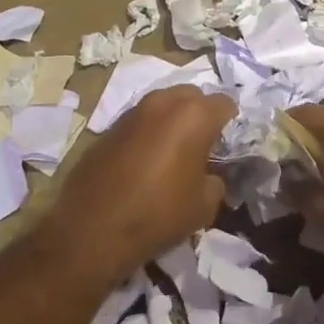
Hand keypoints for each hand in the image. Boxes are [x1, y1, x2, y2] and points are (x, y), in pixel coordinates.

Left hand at [47, 87, 234, 282]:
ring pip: (163, 104)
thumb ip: (215, 180)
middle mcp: (163, 103)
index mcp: (193, 115)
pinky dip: (149, 131)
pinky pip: (140, 120)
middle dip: (200, 113)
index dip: (231, 122)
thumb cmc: (158, 213)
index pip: (224, 103)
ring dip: (173, 120)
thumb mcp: (204, 205)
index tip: (228, 143)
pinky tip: (146, 159)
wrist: (92, 228)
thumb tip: (209, 175)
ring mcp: (133, 111)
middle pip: (192, 95)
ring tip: (174, 150)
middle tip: (202, 143)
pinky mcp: (109, 126)